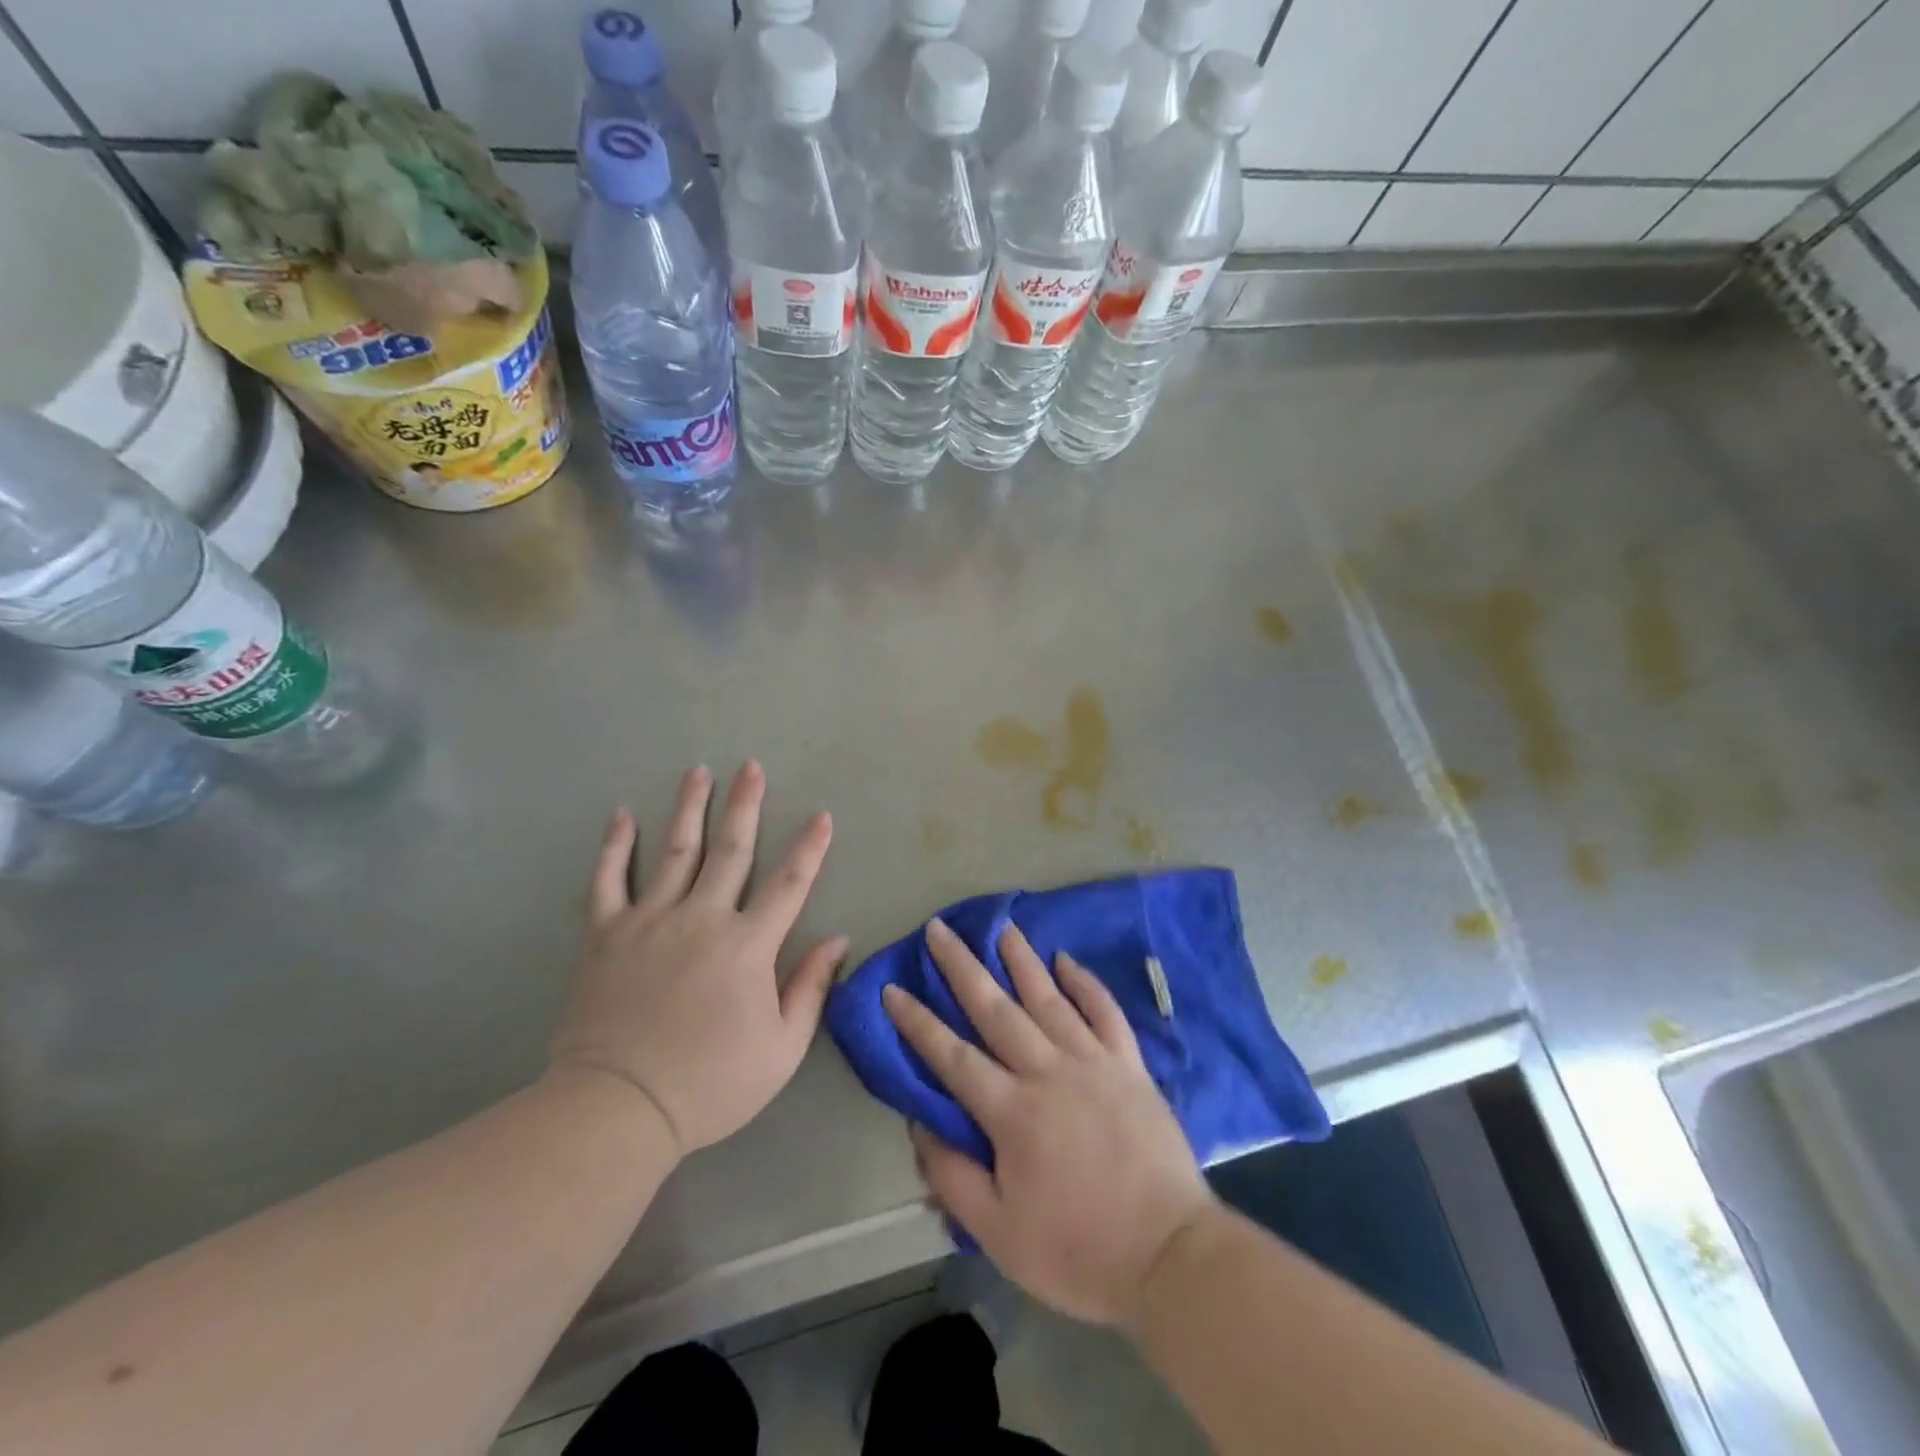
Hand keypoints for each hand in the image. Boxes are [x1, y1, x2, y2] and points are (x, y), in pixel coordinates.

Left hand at [551, 762, 847, 1158]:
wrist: (618, 1108)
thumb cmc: (710, 1083)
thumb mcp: (781, 1049)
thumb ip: (810, 988)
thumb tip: (837, 940)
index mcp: (747, 945)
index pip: (789, 884)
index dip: (809, 847)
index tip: (821, 815)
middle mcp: (701, 918)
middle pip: (730, 850)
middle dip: (745, 805)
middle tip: (751, 767)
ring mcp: (649, 921)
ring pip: (675, 851)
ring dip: (689, 808)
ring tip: (698, 772)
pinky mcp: (606, 934)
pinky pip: (608, 880)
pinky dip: (614, 846)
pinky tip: (621, 815)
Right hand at [884, 920, 1214, 1328]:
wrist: (1169, 1256)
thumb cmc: (1078, 1251)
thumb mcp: (998, 1235)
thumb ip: (953, 1176)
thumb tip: (920, 1124)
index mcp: (1012, 1112)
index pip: (952, 1056)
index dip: (918, 1022)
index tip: (893, 989)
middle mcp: (1048, 1071)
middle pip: (995, 1009)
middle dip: (962, 967)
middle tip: (940, 929)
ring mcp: (1093, 1062)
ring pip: (1048, 998)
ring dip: (1021, 960)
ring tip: (1001, 927)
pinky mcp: (1130, 1066)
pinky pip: (1105, 1012)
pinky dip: (1085, 984)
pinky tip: (1067, 961)